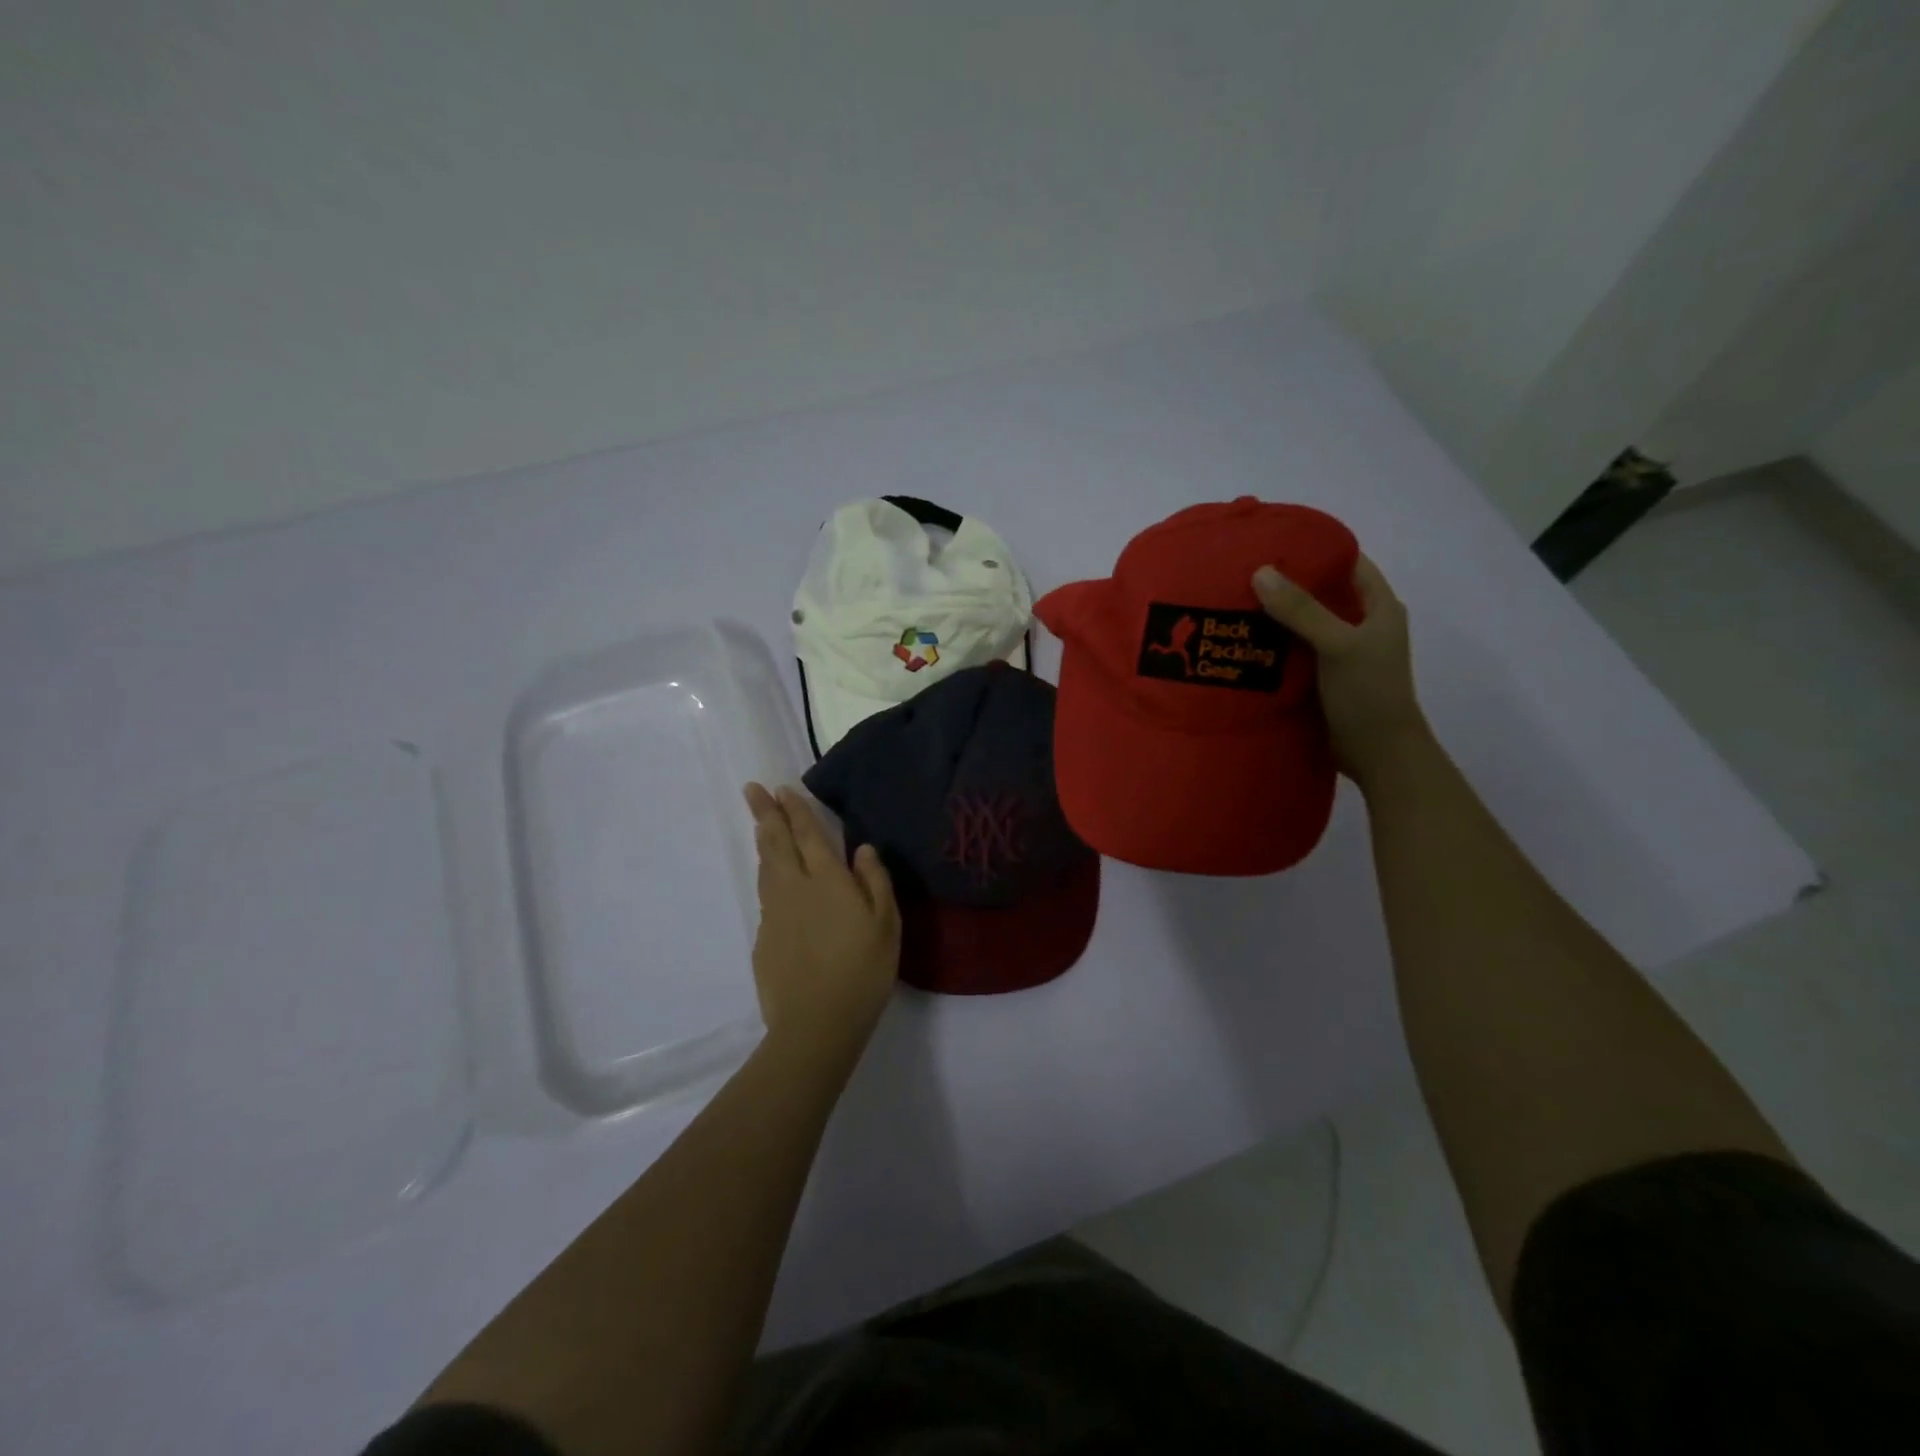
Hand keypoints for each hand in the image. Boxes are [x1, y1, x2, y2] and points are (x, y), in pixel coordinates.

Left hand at [742, 783, 900, 1052]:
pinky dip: (767, 877)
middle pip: (775, 843)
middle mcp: (794, 887)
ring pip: (766, 867)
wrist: (815, 1024)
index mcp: (826, 879)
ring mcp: (774, 913)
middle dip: (765, 813)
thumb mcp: (886, 924)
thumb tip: (863, 848)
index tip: (781, 789)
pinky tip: (773, 881)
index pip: (807, 834)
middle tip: (752, 790)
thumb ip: (875, 881)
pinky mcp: (763, 938)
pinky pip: (765, 895)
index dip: (795, 810)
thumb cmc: (862, 970)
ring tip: (761, 826)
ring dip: (764, 842)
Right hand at [1252, 555, 1430, 785]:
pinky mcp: (1318, 678)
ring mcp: (1336, 653)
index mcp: (1377, 607)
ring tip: (1229, 603)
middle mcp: (1357, 625)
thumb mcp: (1339, 645)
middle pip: (1318, 593)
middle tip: (1238, 573)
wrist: (1378, 755)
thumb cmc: (1369, 693)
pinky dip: (1268, 646)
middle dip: (1282, 584)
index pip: (1346, 563)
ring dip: (1271, 617)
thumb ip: (1302, 610)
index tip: (1271, 544)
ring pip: (1299, 625)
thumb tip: (1260, 571)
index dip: (1313, 550)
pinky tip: (1238, 643)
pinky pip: (1289, 653)